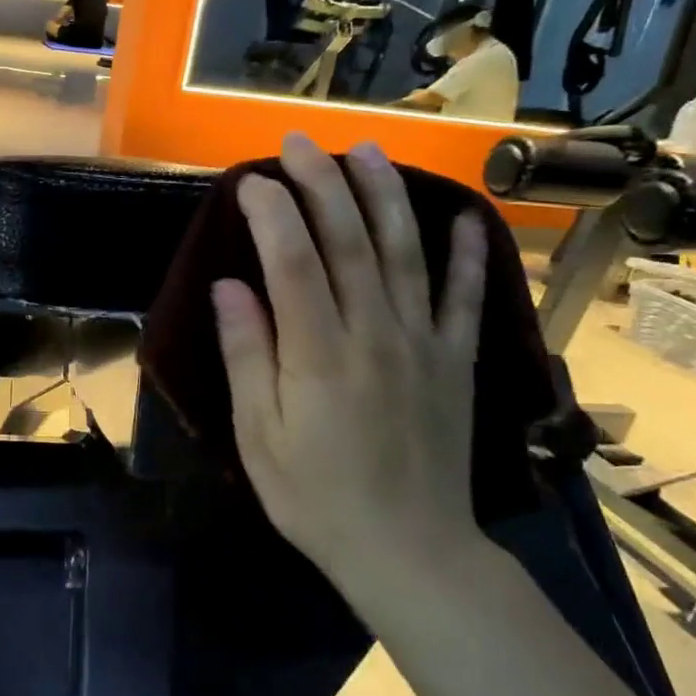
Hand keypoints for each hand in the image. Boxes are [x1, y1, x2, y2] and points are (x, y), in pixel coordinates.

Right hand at [212, 134, 487, 606]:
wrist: (409, 552)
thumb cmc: (316, 497)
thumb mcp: (260, 437)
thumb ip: (248, 356)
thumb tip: (230, 287)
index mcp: (318, 353)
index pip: (293, 261)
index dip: (272, 213)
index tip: (250, 180)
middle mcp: (374, 333)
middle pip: (349, 241)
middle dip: (322, 184)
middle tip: (299, 143)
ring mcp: (423, 343)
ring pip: (405, 253)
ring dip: (385, 196)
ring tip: (366, 151)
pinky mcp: (456, 361)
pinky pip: (463, 298)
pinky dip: (465, 255)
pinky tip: (462, 217)